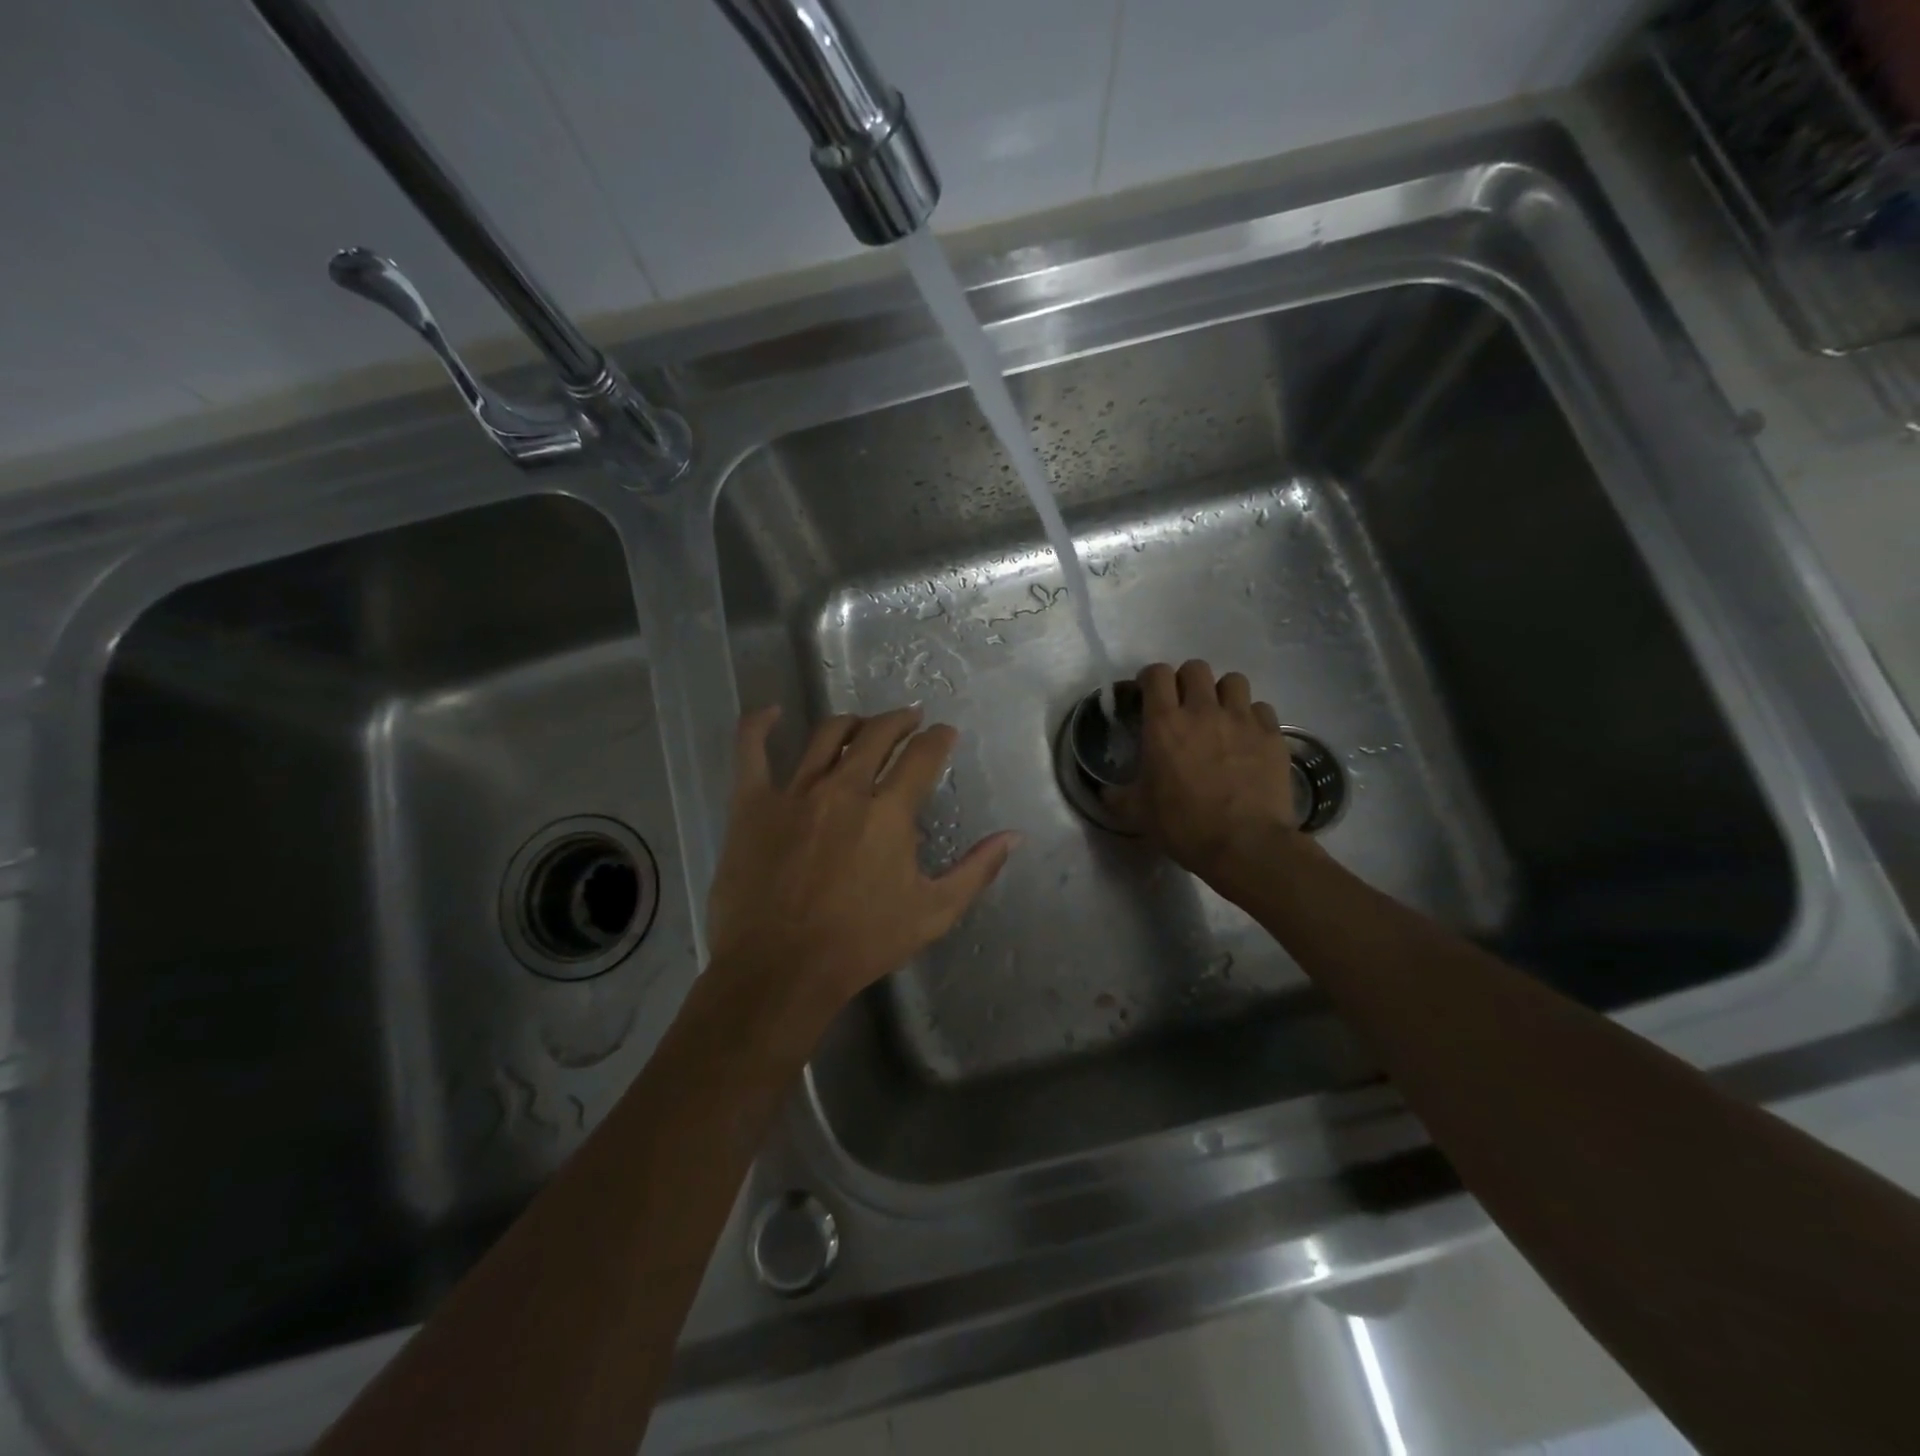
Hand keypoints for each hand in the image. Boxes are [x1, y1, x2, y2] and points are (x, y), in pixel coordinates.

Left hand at [706, 706, 1019, 1032]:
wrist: (781, 970)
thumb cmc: (861, 944)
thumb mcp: (933, 913)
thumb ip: (976, 870)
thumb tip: (1013, 836)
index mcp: (888, 813)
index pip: (923, 756)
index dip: (939, 738)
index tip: (945, 734)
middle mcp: (844, 789)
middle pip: (877, 734)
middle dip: (900, 720)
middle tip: (910, 720)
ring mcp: (794, 792)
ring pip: (826, 735)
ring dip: (852, 722)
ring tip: (863, 724)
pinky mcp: (751, 804)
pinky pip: (751, 751)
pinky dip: (759, 726)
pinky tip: (771, 713)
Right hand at [1107, 660, 1310, 888]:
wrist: (1245, 845)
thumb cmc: (1183, 825)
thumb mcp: (1137, 813)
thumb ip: (1117, 795)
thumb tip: (1104, 791)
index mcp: (1164, 723)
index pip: (1157, 674)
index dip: (1151, 679)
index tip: (1149, 694)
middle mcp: (1202, 710)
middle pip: (1196, 668)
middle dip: (1187, 681)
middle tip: (1184, 706)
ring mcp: (1241, 719)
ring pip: (1233, 681)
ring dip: (1223, 693)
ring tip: (1220, 716)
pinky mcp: (1272, 734)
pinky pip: (1261, 709)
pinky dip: (1252, 718)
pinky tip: (1248, 738)